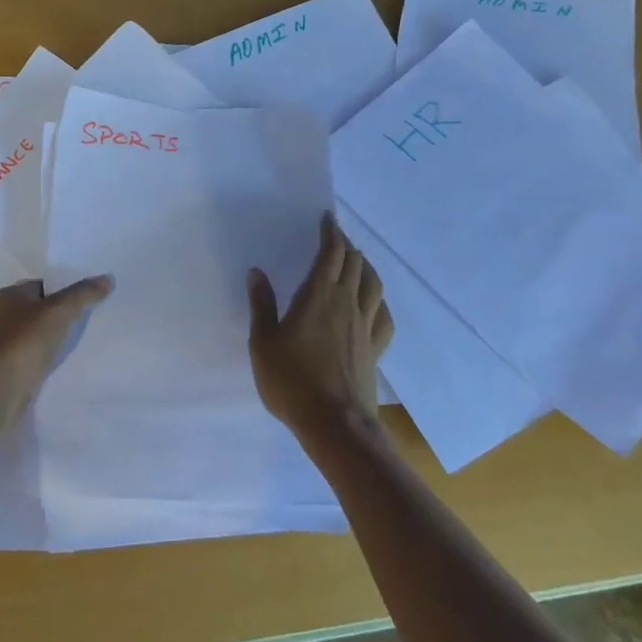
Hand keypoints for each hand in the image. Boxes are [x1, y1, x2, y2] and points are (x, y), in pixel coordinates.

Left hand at [0, 276, 113, 425]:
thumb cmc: (21, 342)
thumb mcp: (58, 312)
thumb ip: (82, 294)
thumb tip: (107, 278)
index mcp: (9, 296)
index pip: (42, 285)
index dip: (66, 289)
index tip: (92, 296)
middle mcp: (2, 318)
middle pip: (40, 312)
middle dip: (63, 317)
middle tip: (95, 320)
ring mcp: (3, 347)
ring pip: (38, 339)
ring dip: (56, 342)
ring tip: (88, 344)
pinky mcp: (7, 374)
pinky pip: (35, 362)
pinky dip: (49, 364)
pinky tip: (68, 367)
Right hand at [247, 211, 392, 442]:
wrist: (335, 423)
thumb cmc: (292, 381)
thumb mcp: (263, 343)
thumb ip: (262, 305)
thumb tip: (257, 272)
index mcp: (318, 296)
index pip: (331, 254)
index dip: (331, 233)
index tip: (328, 219)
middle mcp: (346, 303)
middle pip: (354, 263)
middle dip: (346, 245)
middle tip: (336, 238)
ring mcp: (365, 326)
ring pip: (373, 284)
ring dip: (365, 266)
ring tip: (357, 262)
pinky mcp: (375, 348)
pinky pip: (383, 315)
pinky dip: (379, 301)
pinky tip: (374, 304)